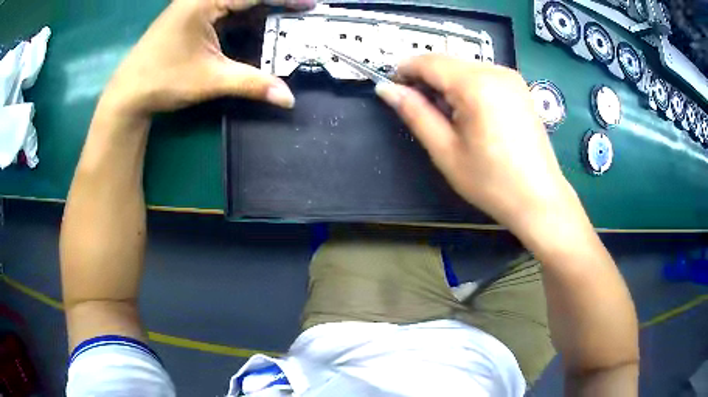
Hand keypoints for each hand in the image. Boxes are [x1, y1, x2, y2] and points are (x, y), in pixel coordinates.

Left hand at [100, 0, 314, 116]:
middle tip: (303, 9)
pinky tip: (261, 25)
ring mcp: (197, 6)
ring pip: (237, 2)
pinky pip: (227, 11)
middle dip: (275, 2)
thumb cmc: (163, 81)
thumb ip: (253, 84)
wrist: (128, 95)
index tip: (310, 4)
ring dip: (262, 9)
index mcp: (204, 1)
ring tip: (288, 17)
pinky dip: (246, 18)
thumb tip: (289, 98)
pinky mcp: (194, 18)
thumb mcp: (211, 80)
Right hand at [376, 55, 578, 233]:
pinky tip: (469, 114)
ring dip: (446, 84)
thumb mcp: (446, 150)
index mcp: (476, 84)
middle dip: (426, 79)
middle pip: (447, 62)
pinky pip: (482, 75)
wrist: (539, 199)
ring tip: (447, 117)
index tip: (393, 89)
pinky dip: (466, 87)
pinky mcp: (519, 88)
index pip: (429, 61)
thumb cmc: (492, 182)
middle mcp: (496, 71)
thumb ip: (415, 113)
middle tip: (420, 109)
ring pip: (464, 67)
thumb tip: (387, 89)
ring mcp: (511, 77)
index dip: (405, 70)